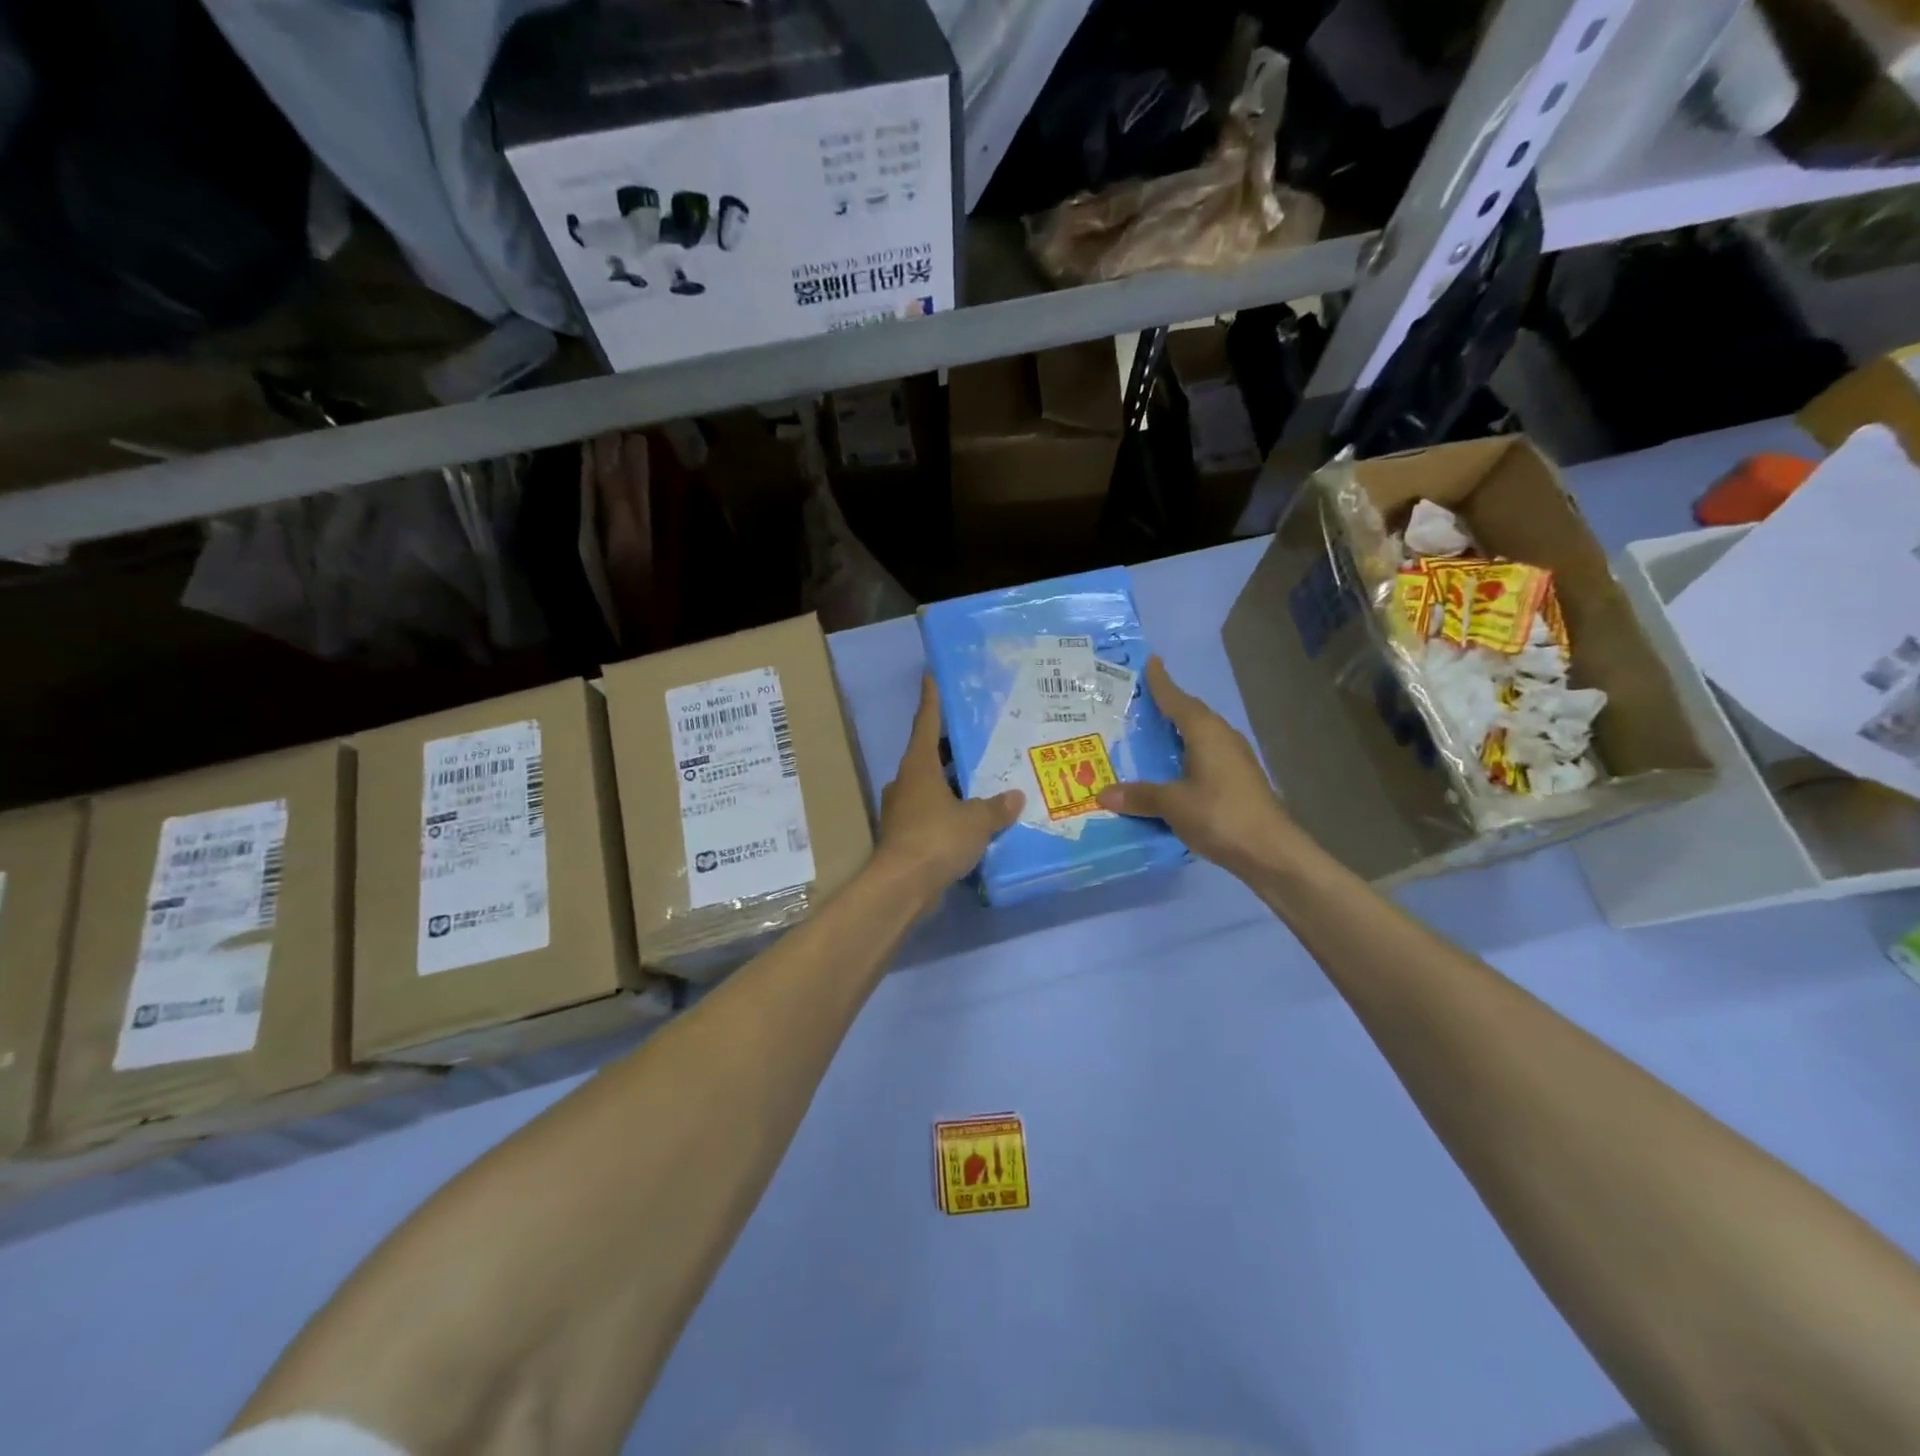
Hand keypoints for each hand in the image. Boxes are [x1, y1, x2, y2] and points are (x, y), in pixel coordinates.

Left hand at [875, 676, 1022, 904]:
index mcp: (918, 767)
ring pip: (931, 787)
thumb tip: (1015, 796)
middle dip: (950, 746)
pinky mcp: (906, 836)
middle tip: (978, 735)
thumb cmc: (937, 839)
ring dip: (952, 782)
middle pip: (929, 756)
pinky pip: (933, 814)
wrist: (902, 886)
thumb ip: (996, 807)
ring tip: (983, 778)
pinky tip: (973, 818)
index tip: (931, 676)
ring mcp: (903, 810)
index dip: (931, 700)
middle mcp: (906, 782)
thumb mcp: (976, 820)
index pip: (926, 723)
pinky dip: (950, 811)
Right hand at [1097, 657, 1301, 879]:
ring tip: (1151, 735)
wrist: (1270, 851)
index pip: (1177, 699)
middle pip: (1191, 714)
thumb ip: (1139, 796)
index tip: (1150, 662)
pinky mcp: (1239, 780)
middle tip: (1140, 702)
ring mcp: (1235, 759)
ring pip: (1200, 736)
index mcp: (1205, 732)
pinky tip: (1173, 770)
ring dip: (1178, 732)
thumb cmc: (1219, 815)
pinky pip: (1206, 755)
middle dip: (1168, 706)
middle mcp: (1222, 737)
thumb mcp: (1172, 804)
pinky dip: (1186, 755)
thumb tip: (1103, 794)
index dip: (1161, 682)